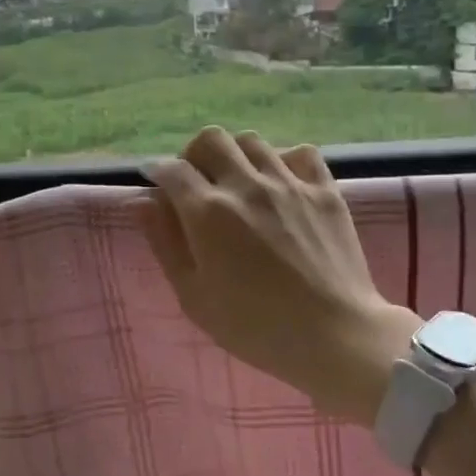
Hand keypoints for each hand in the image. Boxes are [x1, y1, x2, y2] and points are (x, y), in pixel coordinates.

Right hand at [138, 126, 417, 423]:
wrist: (334, 336)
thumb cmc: (254, 326)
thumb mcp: (193, 295)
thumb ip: (164, 242)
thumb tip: (140, 201)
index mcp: (208, 211)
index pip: (172, 169)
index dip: (157, 172)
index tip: (156, 184)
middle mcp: (246, 185)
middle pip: (211, 139)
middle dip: (194, 155)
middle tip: (196, 183)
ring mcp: (289, 183)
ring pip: (252, 141)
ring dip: (235, 156)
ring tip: (238, 183)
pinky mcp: (325, 190)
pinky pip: (300, 153)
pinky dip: (284, 160)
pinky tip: (281, 183)